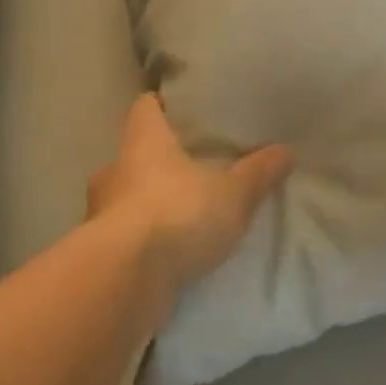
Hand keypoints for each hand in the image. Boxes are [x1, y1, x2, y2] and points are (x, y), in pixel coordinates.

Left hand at [88, 94, 293, 296]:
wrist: (126, 278)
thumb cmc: (178, 214)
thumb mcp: (233, 194)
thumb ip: (258, 173)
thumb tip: (286, 150)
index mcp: (143, 140)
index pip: (144, 108)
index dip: (161, 106)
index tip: (180, 111)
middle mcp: (114, 168)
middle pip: (134, 153)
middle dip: (159, 161)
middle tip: (191, 169)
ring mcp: (99, 211)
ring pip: (125, 196)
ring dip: (148, 203)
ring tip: (182, 214)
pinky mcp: (99, 250)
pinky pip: (123, 235)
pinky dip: (142, 239)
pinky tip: (167, 251)